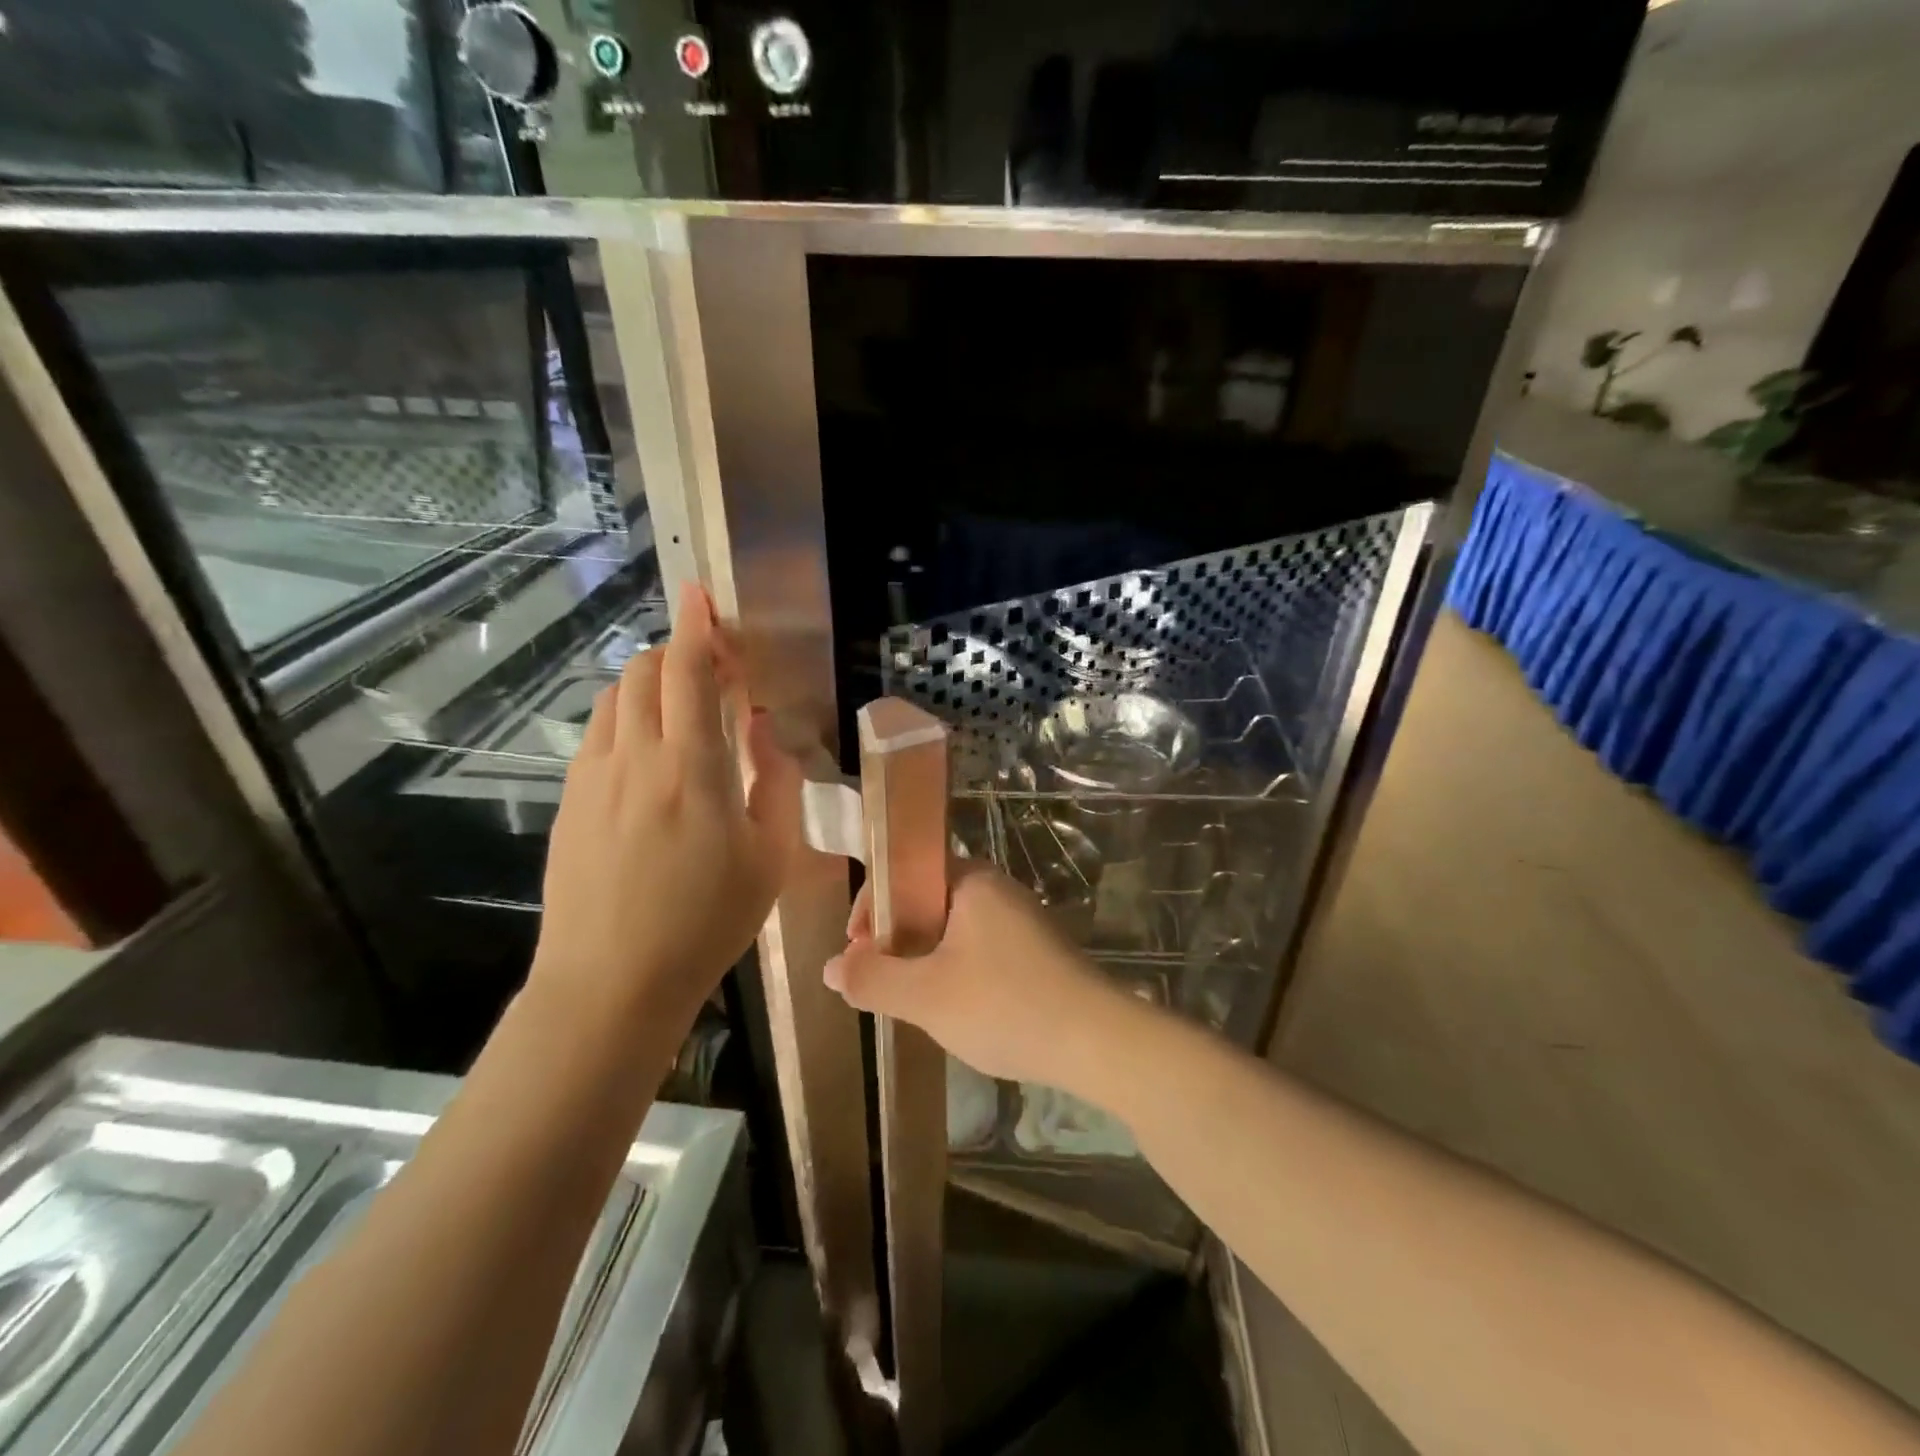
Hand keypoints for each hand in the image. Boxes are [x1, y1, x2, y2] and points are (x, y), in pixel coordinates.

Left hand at [533, 584, 800, 1030]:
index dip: (696, 626)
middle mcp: (635, 757)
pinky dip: (627, 718)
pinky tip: (648, 753)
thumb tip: (762, 730)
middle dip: (678, 651)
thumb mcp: (770, 858)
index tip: (700, 593)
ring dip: (650, 684)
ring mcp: (593, 778)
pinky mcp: (570, 801)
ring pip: (616, 699)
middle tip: (713, 667)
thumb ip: (773, 782)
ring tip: (682, 707)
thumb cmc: (706, 923)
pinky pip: (598, 735)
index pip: (689, 673)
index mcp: (692, 768)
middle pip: (645, 673)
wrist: (611, 982)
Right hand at [823, 861, 1133, 1089]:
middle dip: (896, 937)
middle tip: (879, 980)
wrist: (1098, 1042)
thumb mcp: (926, 997)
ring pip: (953, 929)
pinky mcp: (1037, 952)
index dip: (871, 907)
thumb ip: (872, 979)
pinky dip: (955, 970)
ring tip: (910, 999)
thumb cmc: (1005, 1006)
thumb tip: (831, 966)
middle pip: (927, 900)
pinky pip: (980, 948)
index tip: (856, 950)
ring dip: (924, 958)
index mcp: (972, 881)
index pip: (906, 871)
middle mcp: (998, 889)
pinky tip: (955, 1009)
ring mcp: (1022, 920)